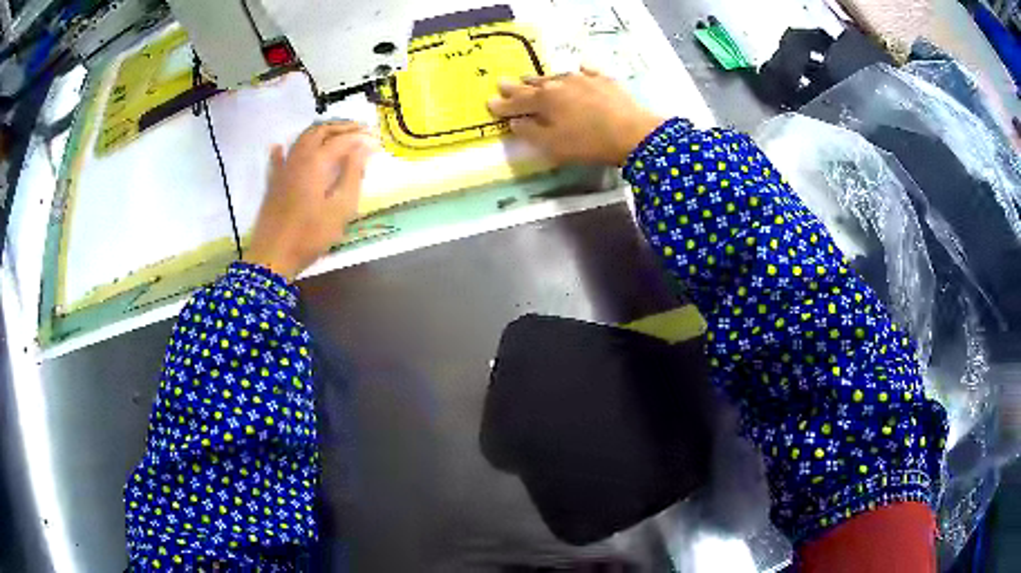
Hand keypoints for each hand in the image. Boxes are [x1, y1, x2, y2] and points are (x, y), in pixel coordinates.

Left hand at [245, 121, 375, 280]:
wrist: (273, 256)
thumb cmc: (311, 234)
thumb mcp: (341, 208)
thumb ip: (353, 174)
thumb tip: (364, 148)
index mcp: (316, 162)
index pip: (342, 140)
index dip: (361, 137)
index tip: (378, 140)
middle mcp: (298, 158)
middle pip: (320, 131)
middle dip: (342, 127)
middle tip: (360, 129)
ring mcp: (283, 169)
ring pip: (301, 139)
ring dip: (320, 132)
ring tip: (336, 134)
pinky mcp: (273, 183)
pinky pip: (278, 159)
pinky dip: (283, 149)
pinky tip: (280, 145)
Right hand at [487, 67, 663, 165]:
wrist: (633, 132)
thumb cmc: (589, 143)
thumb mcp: (553, 145)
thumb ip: (531, 132)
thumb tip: (515, 122)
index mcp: (544, 100)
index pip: (517, 102)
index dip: (502, 105)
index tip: (489, 103)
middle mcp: (560, 84)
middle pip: (534, 84)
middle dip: (517, 86)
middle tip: (503, 83)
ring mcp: (583, 79)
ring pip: (556, 76)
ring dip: (542, 79)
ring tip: (532, 78)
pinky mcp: (604, 80)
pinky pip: (587, 72)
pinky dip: (578, 73)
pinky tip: (578, 69)